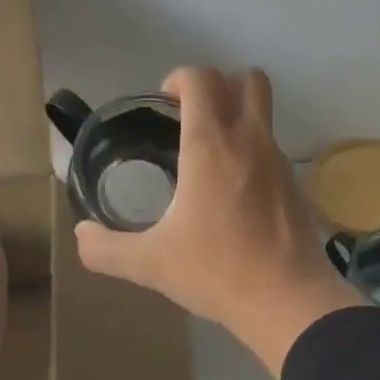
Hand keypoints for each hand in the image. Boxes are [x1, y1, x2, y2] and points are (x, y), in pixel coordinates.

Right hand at [73, 67, 362, 374]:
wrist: (287, 300)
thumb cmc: (216, 272)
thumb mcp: (150, 264)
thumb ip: (106, 249)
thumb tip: (82, 235)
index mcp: (211, 146)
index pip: (201, 79)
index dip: (178, 79)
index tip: (163, 103)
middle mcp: (251, 141)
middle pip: (246, 79)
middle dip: (217, 85)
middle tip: (191, 117)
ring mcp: (280, 161)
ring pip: (265, 111)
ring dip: (239, 114)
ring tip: (212, 153)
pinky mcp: (297, 185)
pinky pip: (274, 149)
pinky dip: (254, 151)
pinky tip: (237, 192)